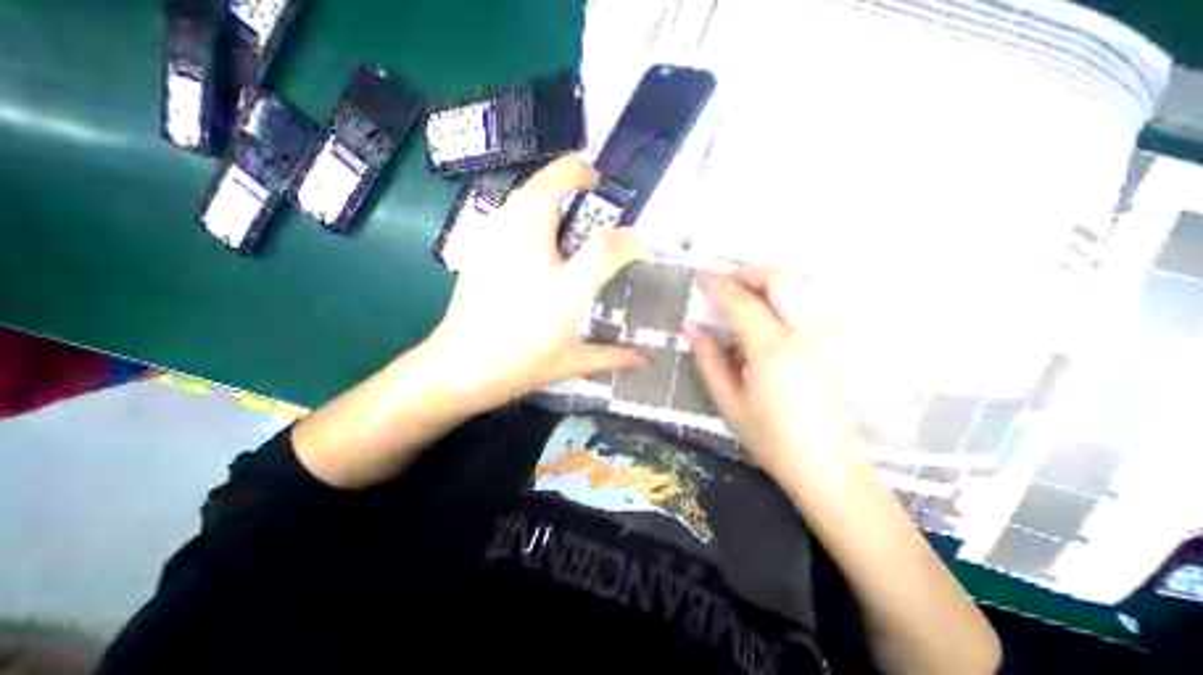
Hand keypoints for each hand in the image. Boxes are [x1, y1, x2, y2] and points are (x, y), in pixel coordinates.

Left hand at [421, 156, 649, 414]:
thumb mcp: (571, 363)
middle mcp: (528, 256)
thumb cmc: (519, 364)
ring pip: (522, 194)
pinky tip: (534, 232)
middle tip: (594, 186)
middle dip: (574, 174)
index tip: (640, 241)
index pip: (603, 249)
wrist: (458, 369)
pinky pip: (507, 211)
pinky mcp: (479, 248)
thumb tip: (642, 360)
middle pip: (547, 191)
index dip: (629, 240)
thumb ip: (610, 356)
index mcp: (559, 288)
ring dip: (549, 187)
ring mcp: (497, 246)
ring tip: (568, 205)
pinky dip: (526, 208)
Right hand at [680, 266, 860, 476]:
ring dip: (769, 281)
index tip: (701, 276)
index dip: (719, 285)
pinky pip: (808, 302)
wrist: (826, 466)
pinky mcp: (830, 344)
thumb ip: (708, 359)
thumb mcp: (729, 401)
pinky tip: (766, 314)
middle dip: (749, 273)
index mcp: (773, 351)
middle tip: (725, 285)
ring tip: (743, 295)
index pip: (743, 303)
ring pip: (801, 285)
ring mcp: (823, 336)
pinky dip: (784, 295)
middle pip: (782, 280)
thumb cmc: (771, 438)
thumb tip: (691, 329)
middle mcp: (804, 334)